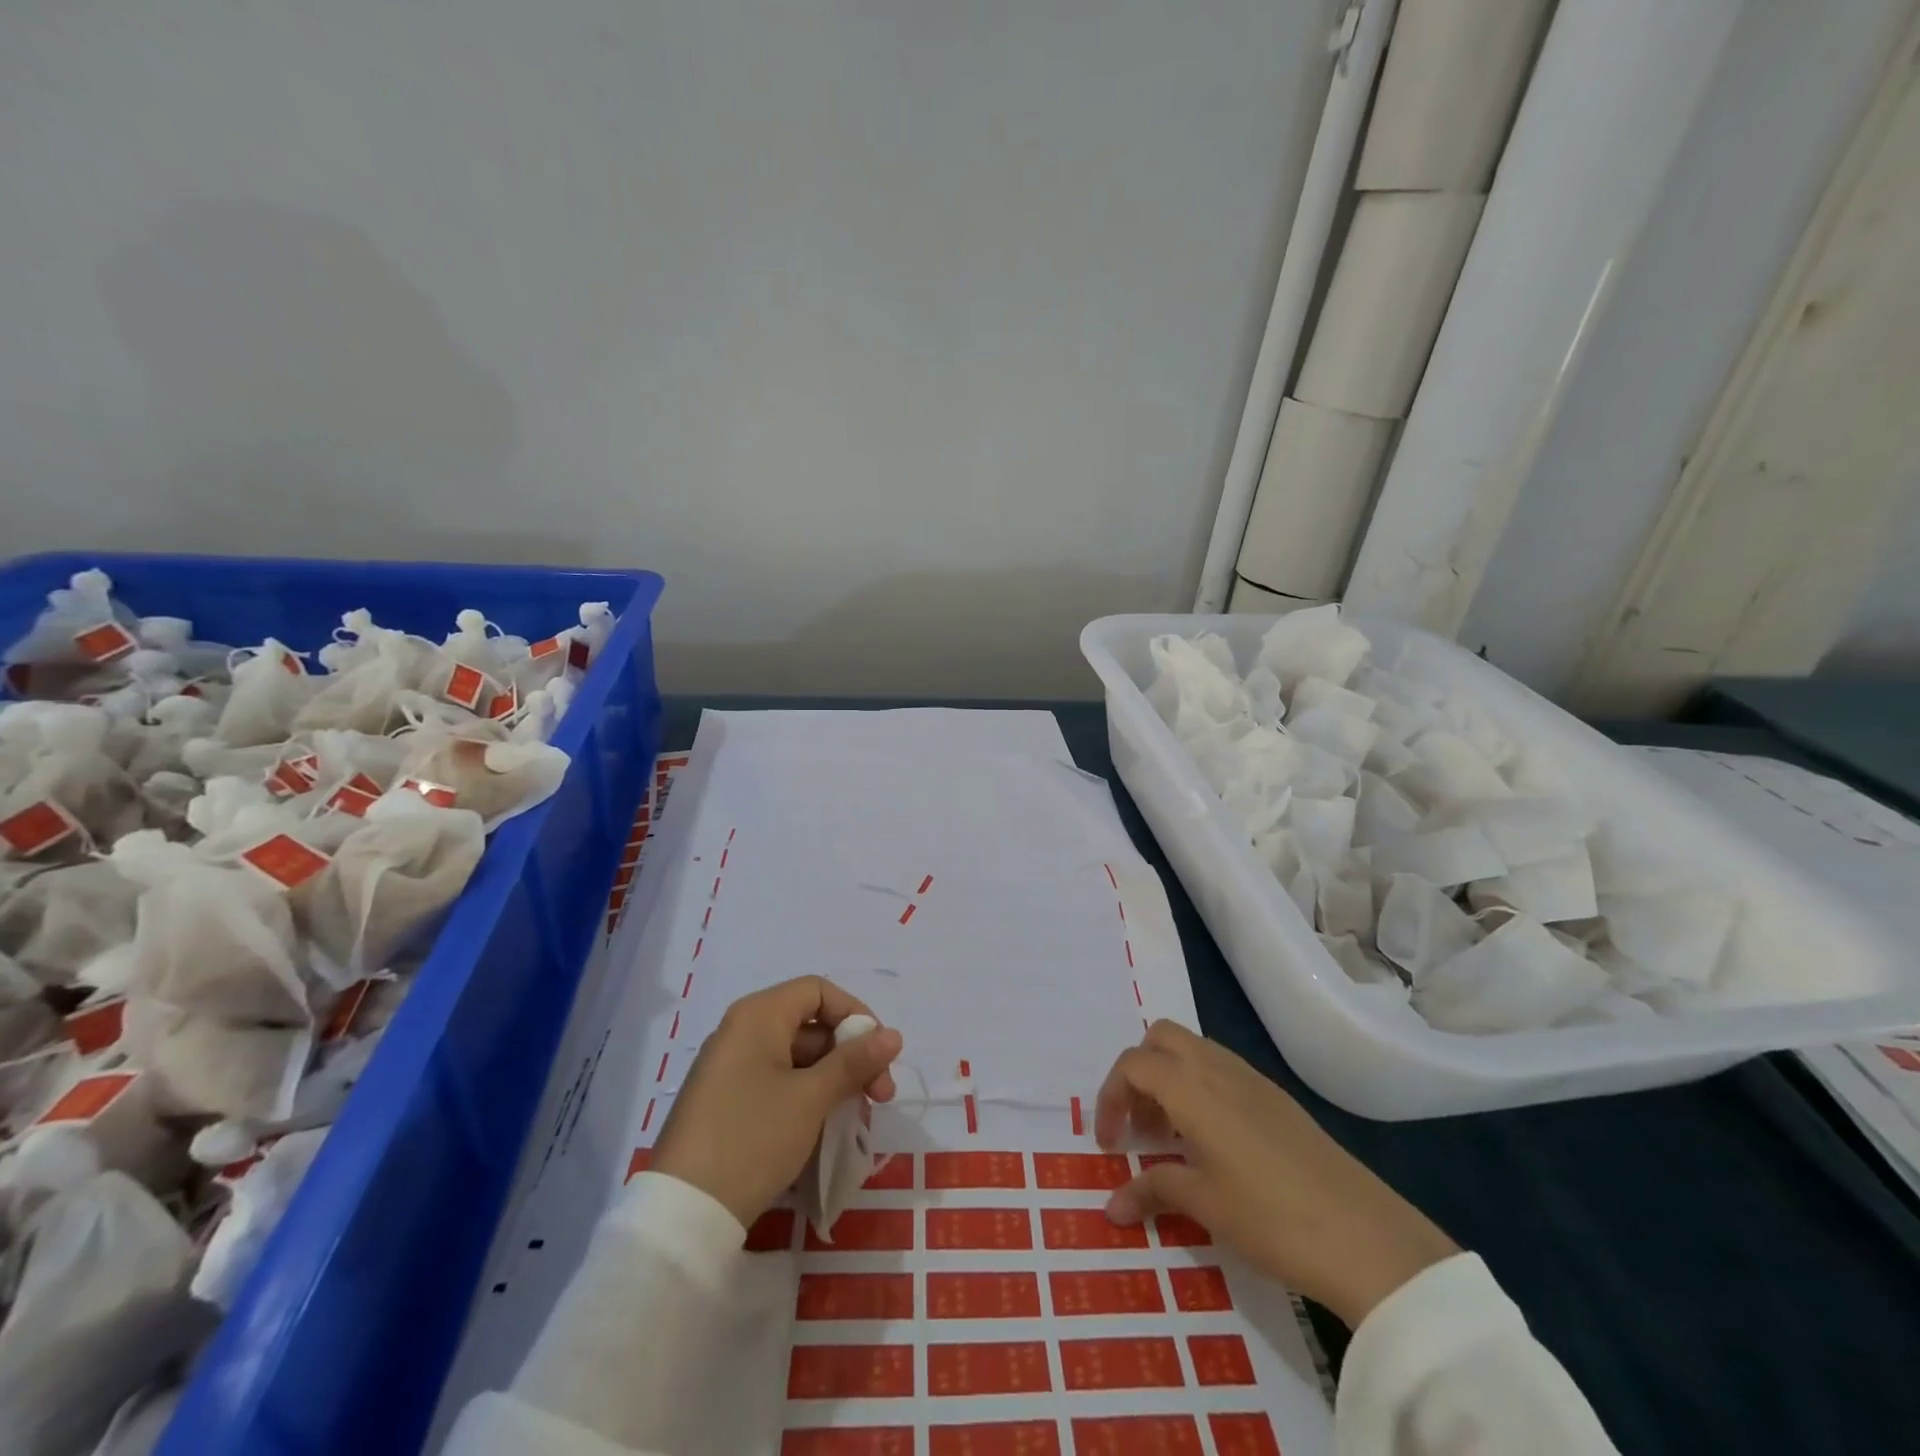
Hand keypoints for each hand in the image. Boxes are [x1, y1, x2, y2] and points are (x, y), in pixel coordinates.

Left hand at [653, 977, 903, 1228]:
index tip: (879, 1054)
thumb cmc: (753, 1137)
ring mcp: (729, 1067)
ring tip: (856, 1119)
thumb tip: (893, 1035)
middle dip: (850, 1055)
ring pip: (796, 1057)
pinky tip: (824, 1128)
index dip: (855, 1014)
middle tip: (880, 1097)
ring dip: (833, 1080)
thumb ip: (855, 1061)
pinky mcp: (724, 1101)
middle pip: (809, 1024)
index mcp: (758, 1015)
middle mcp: (741, 1030)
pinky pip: (776, 1082)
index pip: (819, 991)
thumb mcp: (812, 1097)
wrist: (683, 1213)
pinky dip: (806, 1096)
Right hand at [1096, 1021, 1457, 1327]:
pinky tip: (1212, 1142)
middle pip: (1160, 1038)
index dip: (1110, 1097)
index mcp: (1192, 1086)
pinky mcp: (1276, 1097)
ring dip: (1169, 1078)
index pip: (1132, 1064)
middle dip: (1138, 1073)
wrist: (1366, 1237)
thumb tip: (1110, 1207)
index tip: (1110, 1144)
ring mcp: (1251, 1078)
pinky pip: (1221, 1069)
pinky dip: (1200, 1088)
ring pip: (1193, 1050)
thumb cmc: (1271, 1217)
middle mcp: (1217, 1068)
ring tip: (1172, 1138)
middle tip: (1140, 1127)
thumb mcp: (1204, 1206)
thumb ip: (1152, 1192)